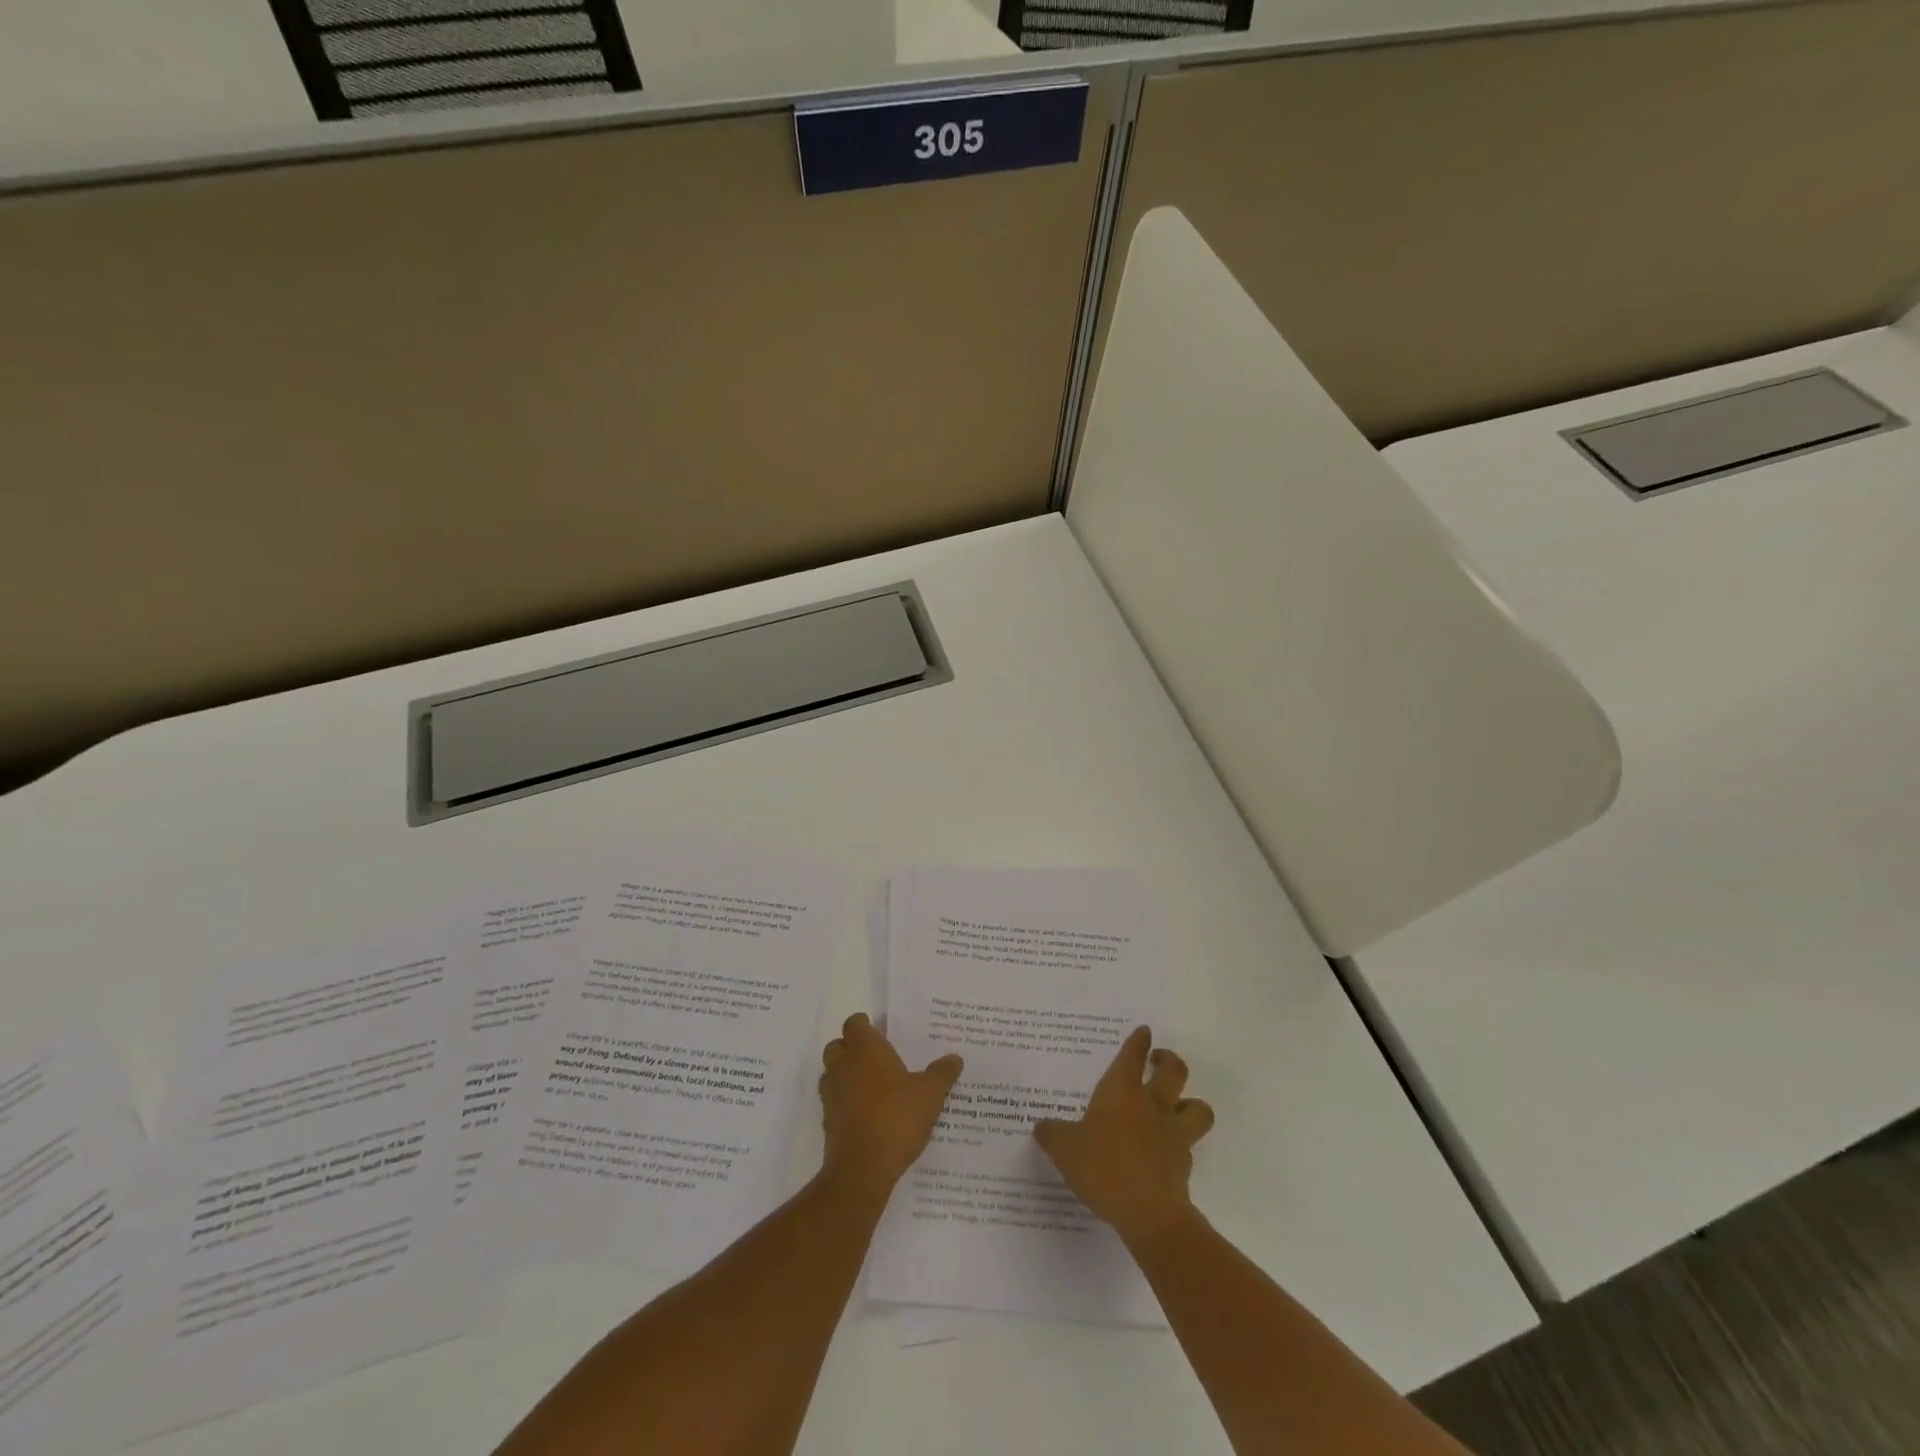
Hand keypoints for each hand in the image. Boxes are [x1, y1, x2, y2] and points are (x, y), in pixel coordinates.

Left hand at [819, 1013, 962, 1195]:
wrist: (862, 1168)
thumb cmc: (897, 1117)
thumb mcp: (930, 1093)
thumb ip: (942, 1073)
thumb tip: (955, 1058)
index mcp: (865, 1050)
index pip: (854, 1023)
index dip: (864, 1025)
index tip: (880, 1031)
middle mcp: (843, 1066)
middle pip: (837, 1045)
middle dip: (851, 1048)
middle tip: (876, 1058)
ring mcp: (832, 1095)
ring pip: (832, 1074)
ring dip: (846, 1075)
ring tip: (872, 1087)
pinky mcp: (828, 1122)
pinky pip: (834, 1103)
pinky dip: (845, 1103)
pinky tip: (867, 1115)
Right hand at [1033, 1025, 1214, 1247]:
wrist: (1148, 1213)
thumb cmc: (1103, 1167)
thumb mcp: (1065, 1149)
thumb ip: (1053, 1134)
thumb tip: (1042, 1126)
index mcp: (1122, 1091)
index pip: (1133, 1055)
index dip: (1138, 1041)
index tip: (1144, 1031)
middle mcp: (1152, 1104)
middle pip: (1174, 1070)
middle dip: (1169, 1060)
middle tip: (1159, 1060)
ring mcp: (1173, 1133)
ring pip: (1197, 1106)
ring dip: (1190, 1102)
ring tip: (1177, 1106)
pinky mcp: (1185, 1163)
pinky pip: (1189, 1144)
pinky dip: (1182, 1144)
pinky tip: (1166, 1152)